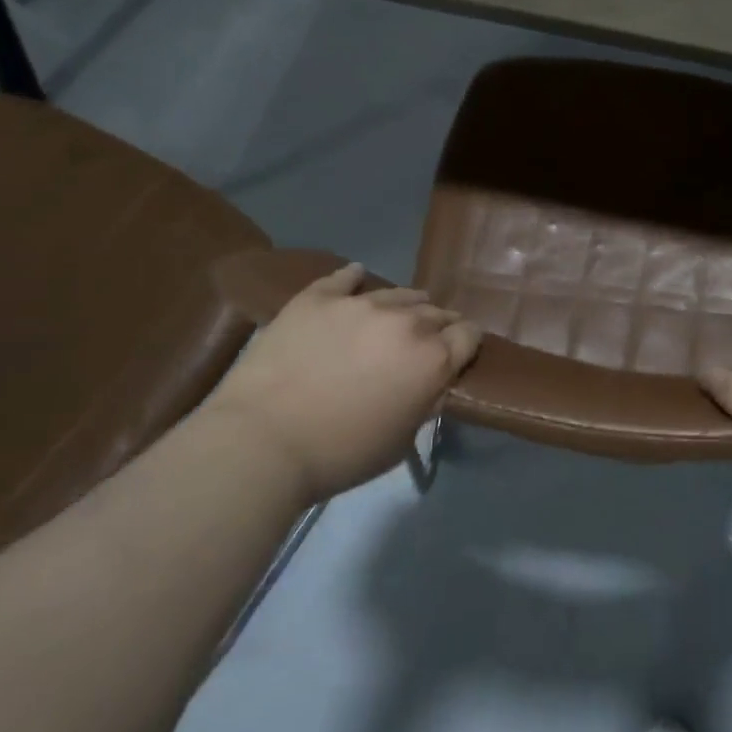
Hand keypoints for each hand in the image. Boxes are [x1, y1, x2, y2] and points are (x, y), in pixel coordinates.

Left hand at [206, 264, 479, 500]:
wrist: (261, 443)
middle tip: (423, 343)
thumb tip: (432, 383)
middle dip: (437, 325)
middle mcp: (405, 322)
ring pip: (398, 293)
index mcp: (432, 359)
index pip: (469, 334)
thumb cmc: (338, 455)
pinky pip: (345, 277)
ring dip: (404, 305)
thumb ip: (424, 403)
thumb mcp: (401, 441)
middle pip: (436, 311)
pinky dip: (355, 278)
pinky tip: (356, 276)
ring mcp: (360, 304)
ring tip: (396, 315)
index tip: (458, 353)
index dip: (467, 343)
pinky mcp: (318, 298)